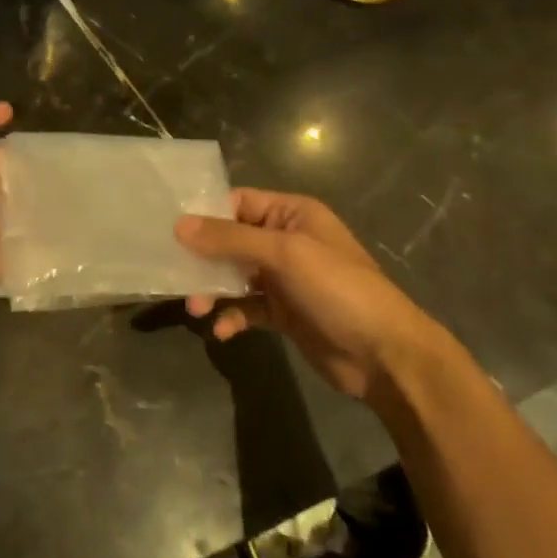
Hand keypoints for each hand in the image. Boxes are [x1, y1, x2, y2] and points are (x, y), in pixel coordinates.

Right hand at [177, 189, 462, 403]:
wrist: (385, 354)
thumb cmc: (338, 289)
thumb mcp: (284, 254)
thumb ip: (230, 239)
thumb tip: (179, 225)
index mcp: (292, 214)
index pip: (238, 203)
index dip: (206, 215)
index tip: (171, 232)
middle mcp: (287, 240)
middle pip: (232, 240)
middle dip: (204, 258)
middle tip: (178, 277)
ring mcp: (286, 278)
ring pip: (236, 275)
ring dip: (213, 289)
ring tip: (196, 308)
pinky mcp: (284, 312)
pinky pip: (247, 308)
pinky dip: (232, 316)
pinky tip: (223, 331)